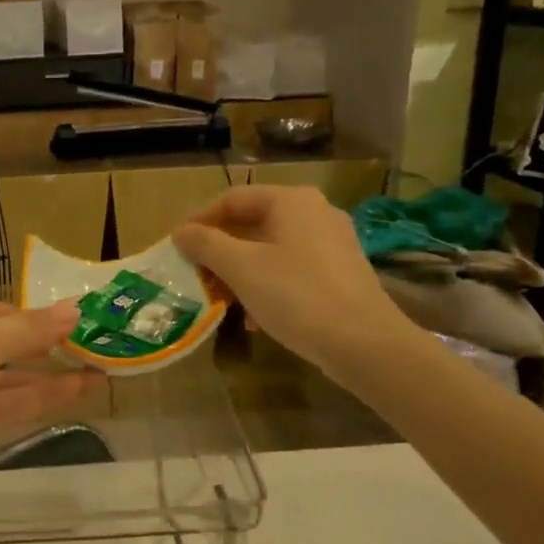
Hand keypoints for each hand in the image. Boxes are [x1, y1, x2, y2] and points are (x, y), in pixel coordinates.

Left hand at [0, 293, 102, 512]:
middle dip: (42, 347)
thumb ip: (26, 330)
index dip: (29, 315)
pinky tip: (72, 395)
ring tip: (99, 374)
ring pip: (0, 380)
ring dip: (46, 377)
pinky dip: (31, 401)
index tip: (74, 321)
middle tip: (95, 347)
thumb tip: (76, 309)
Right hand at [172, 186, 410, 375]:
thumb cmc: (296, 295)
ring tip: (221, 300)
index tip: (177, 247)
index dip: (199, 221)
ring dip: (240, 272)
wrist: (365, 344)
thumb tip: (181, 232)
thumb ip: (206, 244)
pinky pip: (291, 269)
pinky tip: (254, 317)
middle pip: (252, 224)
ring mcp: (332, 243)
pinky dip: (267, 285)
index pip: (232, 199)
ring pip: (271, 249)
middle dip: (220, 251)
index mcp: (291, 201)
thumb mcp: (241, 268)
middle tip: (196, 275)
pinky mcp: (341, 273)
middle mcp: (315, 212)